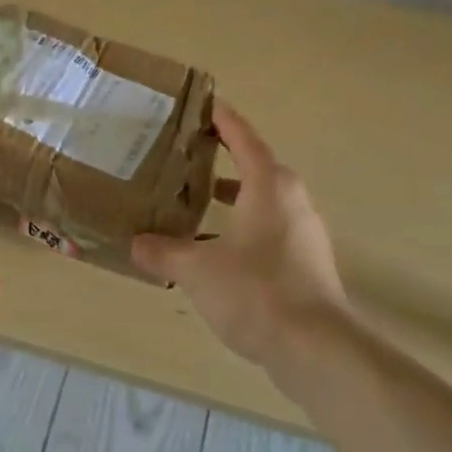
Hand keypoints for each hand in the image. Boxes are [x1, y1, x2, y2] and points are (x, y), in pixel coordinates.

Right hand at [133, 102, 350, 372]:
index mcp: (269, 185)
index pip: (242, 136)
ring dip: (230, 197)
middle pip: (254, 166)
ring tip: (193, 201)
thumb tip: (136, 244)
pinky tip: (214, 252)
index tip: (201, 103)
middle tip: (183, 154)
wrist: (316, 349)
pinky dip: (240, 228)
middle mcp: (291, 200)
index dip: (221, 118)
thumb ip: (163, 252)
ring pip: (261, 201)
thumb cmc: (256, 292)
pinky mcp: (306, 262)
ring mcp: (303, 232)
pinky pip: (268, 230)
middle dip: (220, 158)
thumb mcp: (197, 269)